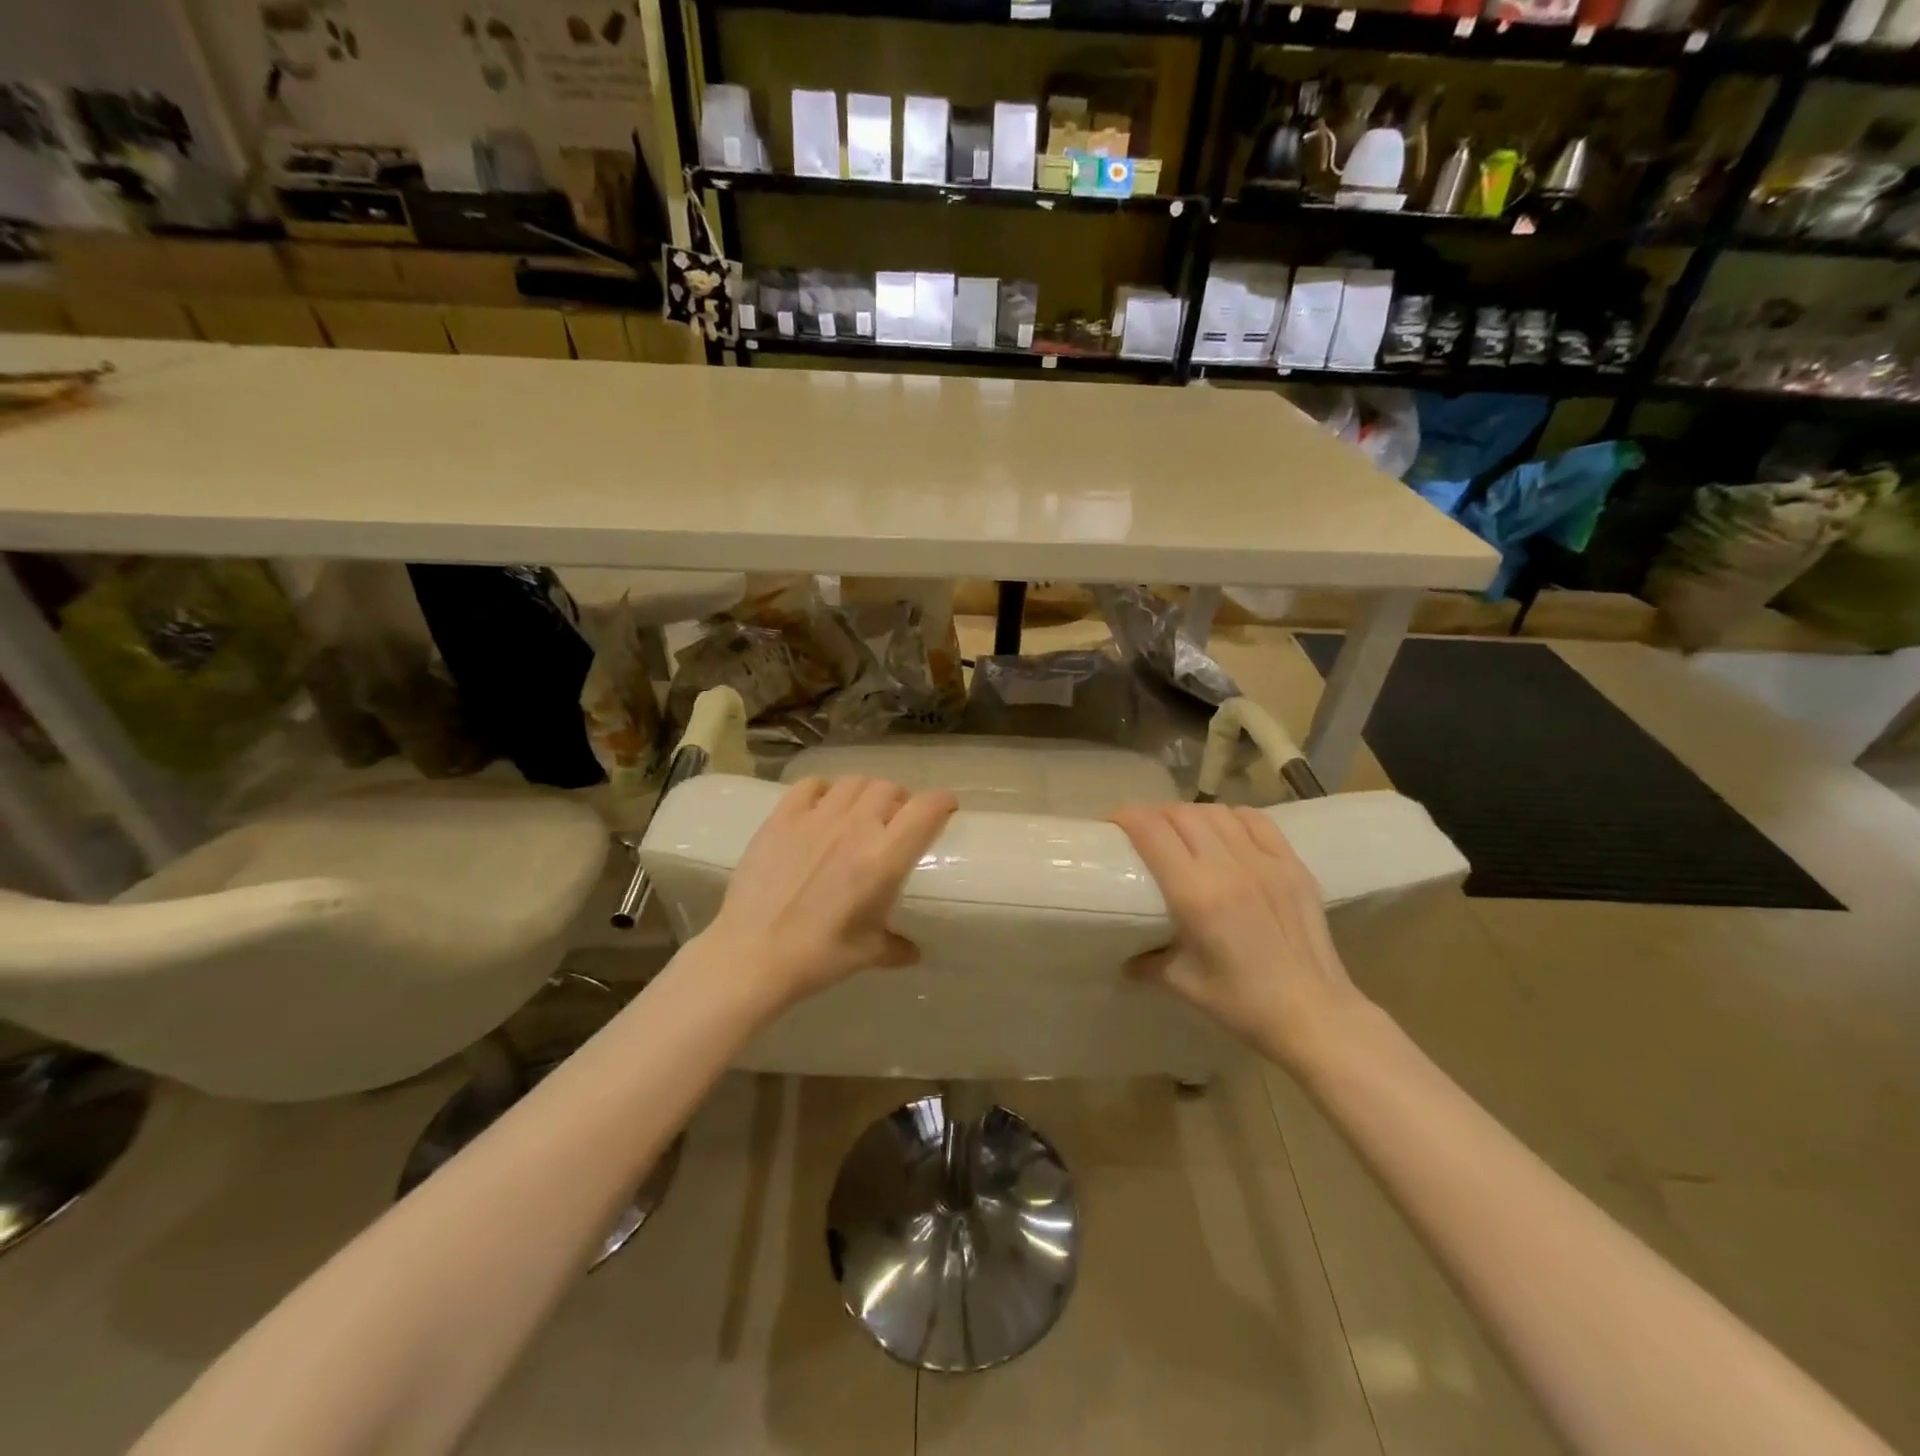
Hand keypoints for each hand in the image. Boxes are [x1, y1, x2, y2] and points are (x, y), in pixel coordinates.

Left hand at [704, 776, 958, 1011]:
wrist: (752, 955)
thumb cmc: (817, 957)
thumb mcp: (866, 954)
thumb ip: (896, 946)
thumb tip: (913, 951)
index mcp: (884, 858)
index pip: (926, 809)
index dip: (942, 801)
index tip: (947, 807)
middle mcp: (855, 827)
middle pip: (890, 789)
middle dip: (901, 800)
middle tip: (897, 818)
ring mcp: (816, 817)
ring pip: (854, 782)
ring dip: (866, 792)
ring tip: (862, 810)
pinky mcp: (782, 818)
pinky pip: (811, 785)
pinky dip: (825, 790)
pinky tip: (823, 806)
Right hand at [1112, 803, 1362, 1064]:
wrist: (1315, 1014)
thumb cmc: (1243, 1004)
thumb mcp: (1184, 983)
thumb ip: (1148, 963)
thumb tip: (1126, 957)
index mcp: (1196, 895)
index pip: (1153, 832)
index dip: (1127, 817)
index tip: (1112, 823)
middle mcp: (1229, 867)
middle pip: (1181, 814)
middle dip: (1155, 815)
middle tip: (1142, 831)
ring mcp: (1265, 862)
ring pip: (1217, 812)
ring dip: (1190, 814)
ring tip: (1181, 830)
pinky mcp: (1293, 865)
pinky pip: (1256, 820)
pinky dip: (1231, 816)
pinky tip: (1224, 830)